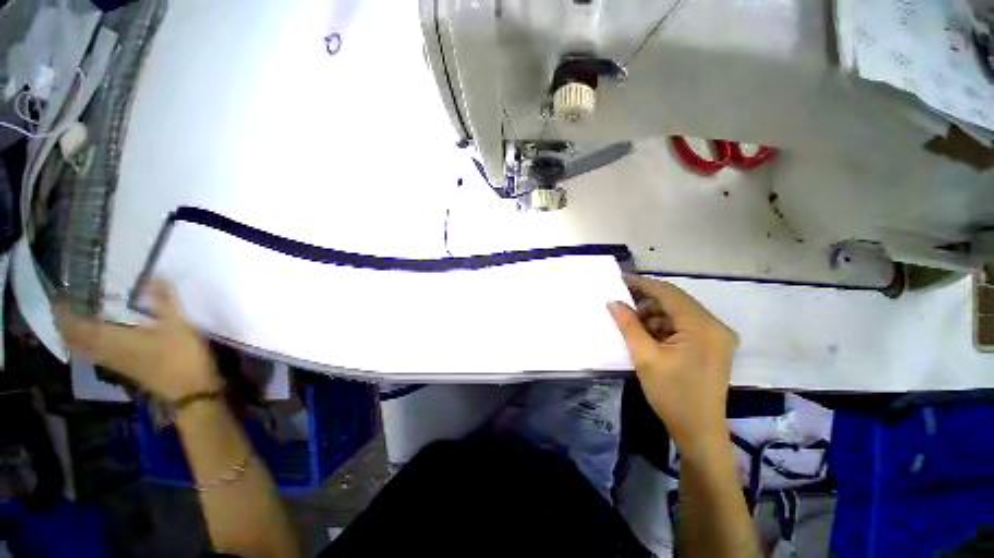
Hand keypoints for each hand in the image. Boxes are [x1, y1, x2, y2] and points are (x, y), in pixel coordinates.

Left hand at [55, 280, 221, 401]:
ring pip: (82, 348)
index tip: (60, 294)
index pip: (76, 325)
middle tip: (65, 305)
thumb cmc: (181, 355)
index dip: (64, 311)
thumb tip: (153, 276)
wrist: (189, 388)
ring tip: (76, 319)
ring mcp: (113, 362)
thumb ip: (164, 301)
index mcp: (113, 338)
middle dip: (65, 323)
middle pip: (74, 339)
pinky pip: (93, 354)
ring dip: (73, 334)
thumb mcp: (178, 325)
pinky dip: (86, 344)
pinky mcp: (123, 368)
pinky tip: (96, 338)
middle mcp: (106, 350)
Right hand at [607, 275, 737, 453]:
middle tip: (621, 305)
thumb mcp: (645, 357)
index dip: (643, 284)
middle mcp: (715, 326)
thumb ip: (628, 325)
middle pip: (675, 302)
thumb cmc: (672, 395)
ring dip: (654, 315)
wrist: (699, 432)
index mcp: (703, 326)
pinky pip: (683, 326)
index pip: (669, 293)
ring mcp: (716, 337)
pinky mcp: (712, 346)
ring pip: (678, 314)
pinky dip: (663, 326)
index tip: (620, 279)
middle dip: (646, 302)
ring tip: (632, 324)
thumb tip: (613, 302)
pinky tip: (647, 335)